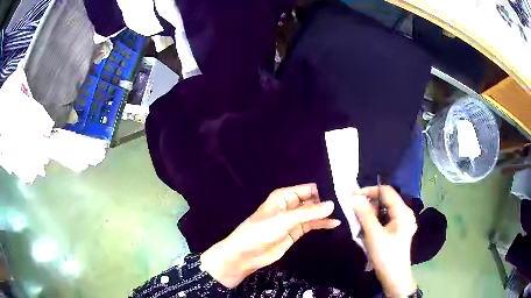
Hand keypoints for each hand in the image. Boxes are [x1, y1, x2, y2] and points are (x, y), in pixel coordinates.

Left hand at [200, 183, 340, 287]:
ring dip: (326, 214)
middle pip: (313, 201)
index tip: (341, 194)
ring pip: (313, 214)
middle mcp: (291, 205)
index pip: (308, 189)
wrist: (246, 254)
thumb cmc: (261, 232)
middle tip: (348, 205)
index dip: (323, 191)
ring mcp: (294, 220)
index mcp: (285, 196)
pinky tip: (334, 224)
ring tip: (344, 214)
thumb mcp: (284, 220)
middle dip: (327, 203)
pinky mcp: (296, 232)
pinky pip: (311, 225)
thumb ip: (308, 213)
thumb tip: (332, 204)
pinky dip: (322, 224)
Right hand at [353, 186, 417, 297]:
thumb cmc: (386, 257)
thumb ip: (365, 215)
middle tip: (353, 211)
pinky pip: (386, 219)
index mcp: (402, 212)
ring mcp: (403, 222)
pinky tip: (367, 229)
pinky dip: (375, 220)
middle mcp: (405, 213)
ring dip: (371, 213)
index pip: (386, 191)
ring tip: (358, 221)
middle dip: (369, 203)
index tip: (352, 196)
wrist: (395, 278)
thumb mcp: (374, 235)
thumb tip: (355, 197)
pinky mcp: (399, 230)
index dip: (369, 190)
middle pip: (386, 200)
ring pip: (385, 210)